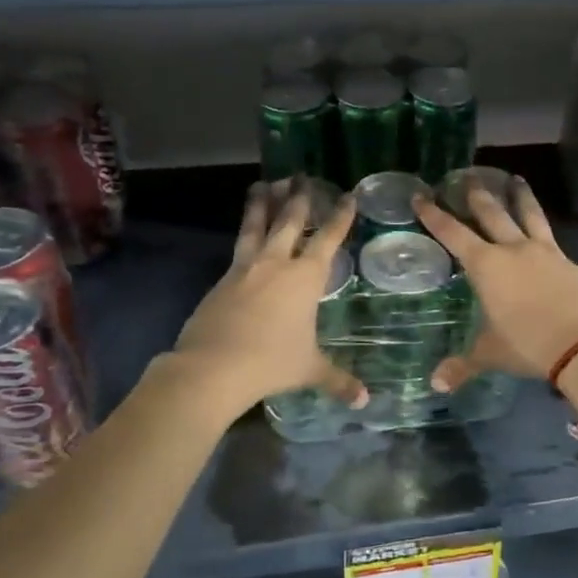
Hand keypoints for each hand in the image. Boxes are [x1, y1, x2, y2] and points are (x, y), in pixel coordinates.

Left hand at [172, 185, 367, 415]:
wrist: (212, 367)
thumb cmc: (271, 362)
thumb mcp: (309, 370)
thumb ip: (338, 380)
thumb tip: (364, 400)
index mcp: (305, 278)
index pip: (328, 239)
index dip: (340, 217)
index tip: (348, 196)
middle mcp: (276, 263)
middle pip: (290, 222)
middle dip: (299, 198)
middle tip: (301, 176)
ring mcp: (245, 268)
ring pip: (257, 226)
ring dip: (263, 203)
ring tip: (265, 183)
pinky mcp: (222, 279)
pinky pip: (238, 247)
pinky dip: (245, 232)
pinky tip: (246, 232)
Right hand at [413, 176, 577, 392]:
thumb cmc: (526, 345)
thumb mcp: (490, 354)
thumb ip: (462, 365)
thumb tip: (436, 384)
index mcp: (486, 266)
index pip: (453, 234)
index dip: (435, 215)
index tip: (421, 196)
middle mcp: (513, 250)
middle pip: (492, 214)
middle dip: (476, 195)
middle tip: (467, 177)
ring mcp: (544, 252)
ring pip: (528, 215)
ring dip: (520, 196)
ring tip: (516, 179)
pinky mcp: (568, 262)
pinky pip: (550, 239)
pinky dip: (542, 230)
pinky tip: (542, 232)